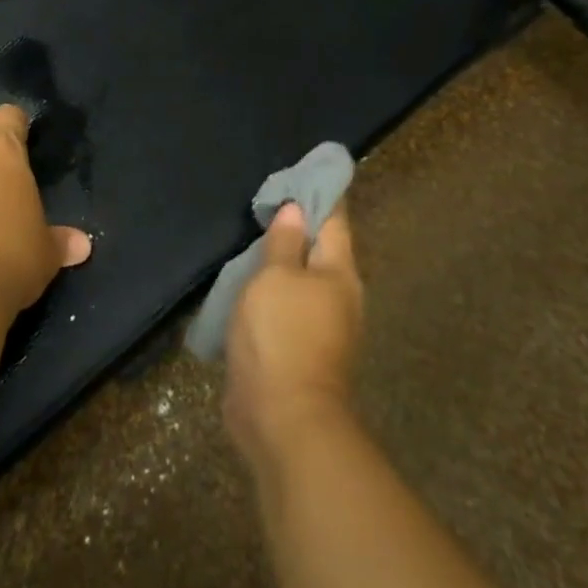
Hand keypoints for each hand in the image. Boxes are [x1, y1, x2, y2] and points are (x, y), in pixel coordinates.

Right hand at [224, 200, 363, 465]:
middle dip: (297, 225)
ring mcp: (320, 325)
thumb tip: (295, 210)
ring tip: (253, 236)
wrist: (283, 418)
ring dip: (281, 259)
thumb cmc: (282, 335)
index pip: (334, 219)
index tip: (304, 169)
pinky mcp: (298, 348)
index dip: (320, 193)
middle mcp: (337, 295)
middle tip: (268, 200)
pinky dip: (270, 288)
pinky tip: (248, 281)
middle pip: (319, 248)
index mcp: (339, 272)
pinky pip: (285, 305)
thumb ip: (283, 243)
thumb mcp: (275, 278)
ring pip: (300, 278)